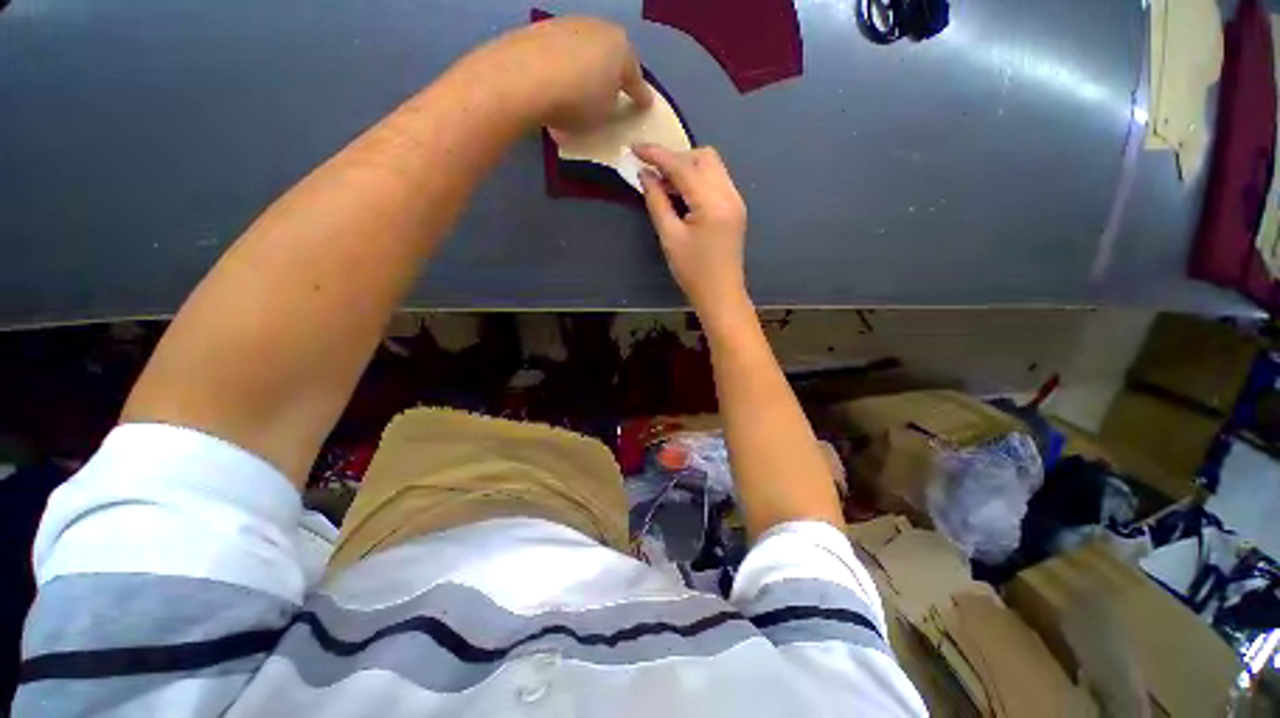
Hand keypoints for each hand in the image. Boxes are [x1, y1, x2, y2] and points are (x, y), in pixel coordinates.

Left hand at [474, 17, 651, 131]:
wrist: (522, 78)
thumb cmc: (576, 101)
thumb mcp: (605, 115)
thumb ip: (614, 106)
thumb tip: (609, 100)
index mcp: (621, 49)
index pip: (637, 77)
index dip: (641, 95)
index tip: (645, 106)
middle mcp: (598, 29)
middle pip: (612, 55)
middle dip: (615, 74)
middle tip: (616, 93)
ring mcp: (568, 25)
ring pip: (586, 50)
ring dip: (589, 68)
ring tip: (584, 89)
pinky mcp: (541, 29)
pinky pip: (562, 53)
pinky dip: (566, 67)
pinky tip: (559, 83)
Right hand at [634, 144, 748, 317]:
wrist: (721, 294)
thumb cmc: (692, 272)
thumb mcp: (669, 237)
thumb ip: (657, 202)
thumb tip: (645, 175)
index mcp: (712, 202)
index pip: (683, 166)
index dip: (657, 154)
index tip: (634, 148)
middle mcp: (729, 194)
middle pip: (703, 157)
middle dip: (675, 158)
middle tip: (653, 174)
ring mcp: (736, 199)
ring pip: (712, 166)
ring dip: (687, 167)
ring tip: (666, 185)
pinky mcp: (736, 207)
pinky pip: (716, 180)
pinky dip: (698, 179)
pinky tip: (683, 194)